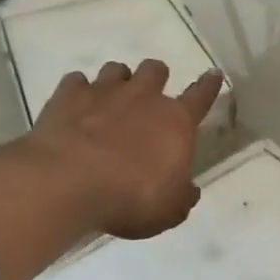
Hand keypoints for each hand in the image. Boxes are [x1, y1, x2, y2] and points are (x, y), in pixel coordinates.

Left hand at [27, 59, 223, 239]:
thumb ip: (181, 196)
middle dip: (156, 78)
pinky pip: (76, 81)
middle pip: (155, 70)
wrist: (67, 184)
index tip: (213, 73)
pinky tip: (74, 108)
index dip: (209, 85)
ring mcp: (103, 92)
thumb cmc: (130, 198)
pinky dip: (78, 92)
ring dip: (118, 81)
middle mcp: (143, 97)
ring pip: (116, 69)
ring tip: (111, 100)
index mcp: (176, 122)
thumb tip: (189, 190)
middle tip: (149, 96)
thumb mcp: (169, 211)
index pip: (201, 96)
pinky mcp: (67, 96)